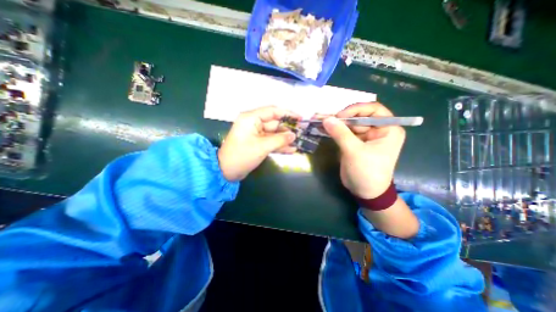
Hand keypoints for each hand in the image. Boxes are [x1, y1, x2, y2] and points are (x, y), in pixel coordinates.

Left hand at [217, 106, 299, 181]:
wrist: (226, 171)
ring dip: (285, 138)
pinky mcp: (257, 143)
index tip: (300, 118)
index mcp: (251, 118)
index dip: (287, 113)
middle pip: (275, 123)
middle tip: (302, 132)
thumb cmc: (242, 156)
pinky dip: (280, 145)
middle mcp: (253, 124)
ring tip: (300, 141)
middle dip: (288, 128)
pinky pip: (271, 142)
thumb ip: (280, 140)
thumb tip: (293, 135)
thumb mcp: (262, 146)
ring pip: (274, 133)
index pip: (272, 111)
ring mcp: (256, 134)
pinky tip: (291, 149)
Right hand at [322, 102, 403, 198]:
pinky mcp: (355, 142)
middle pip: (359, 116)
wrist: (365, 192)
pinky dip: (335, 130)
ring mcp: (365, 136)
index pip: (373, 109)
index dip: (356, 109)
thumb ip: (341, 134)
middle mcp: (378, 129)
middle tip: (327, 119)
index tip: (340, 116)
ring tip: (322, 122)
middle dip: (343, 117)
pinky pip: (344, 132)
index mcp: (388, 129)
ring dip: (337, 123)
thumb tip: (326, 119)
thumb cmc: (367, 172)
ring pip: (350, 124)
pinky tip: (324, 129)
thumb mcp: (354, 152)